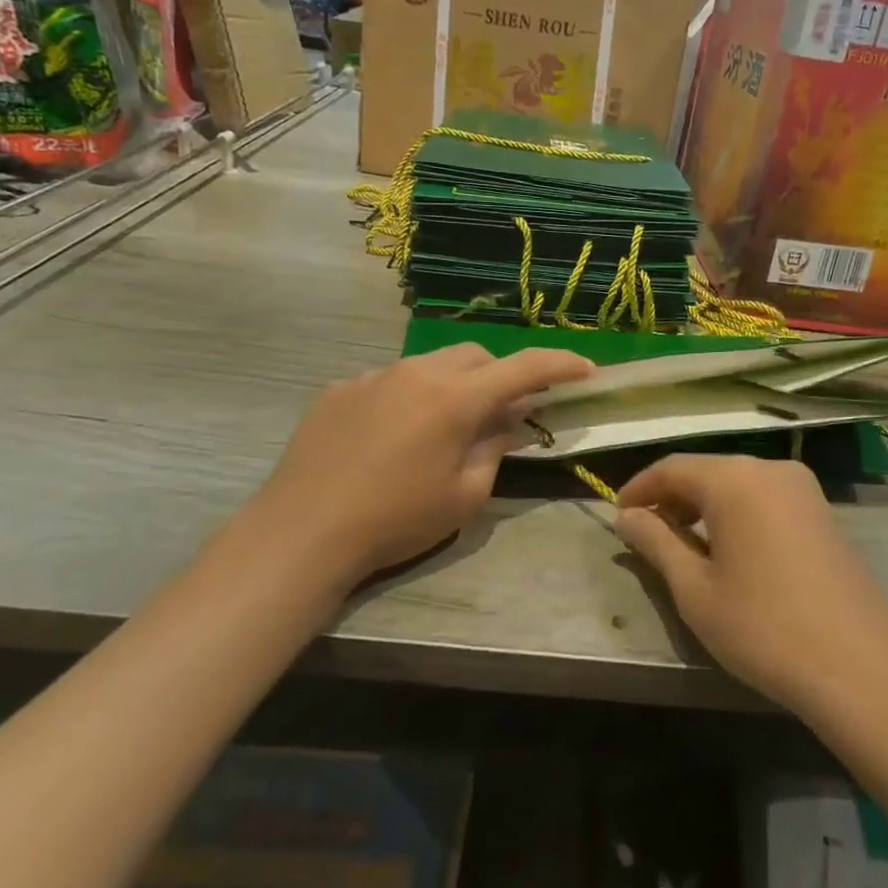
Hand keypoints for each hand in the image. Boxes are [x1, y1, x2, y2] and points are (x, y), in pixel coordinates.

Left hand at [252, 344, 591, 588]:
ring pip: (430, 365)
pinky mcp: (339, 389)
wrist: (302, 531)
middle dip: (500, 376)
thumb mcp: (463, 497)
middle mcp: (415, 372)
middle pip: (475, 356)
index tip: (585, 369)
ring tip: (444, 429)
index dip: (560, 364)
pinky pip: (389, 381)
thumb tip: (509, 422)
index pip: (522, 368)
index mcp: (454, 398)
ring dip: (453, 385)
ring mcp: (373, 376)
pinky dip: (409, 397)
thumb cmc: (395, 520)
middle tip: (505, 413)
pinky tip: (393, 438)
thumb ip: (493, 450)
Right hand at [615, 456, 887, 720]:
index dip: (639, 488)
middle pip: (707, 472)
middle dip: (672, 498)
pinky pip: (765, 500)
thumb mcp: (694, 589)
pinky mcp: (823, 514)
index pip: (673, 467)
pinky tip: (728, 551)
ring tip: (682, 546)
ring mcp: (803, 490)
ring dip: (704, 507)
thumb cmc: (763, 627)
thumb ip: (656, 543)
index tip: (617, 515)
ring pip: (737, 485)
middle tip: (645, 534)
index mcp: (735, 479)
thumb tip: (627, 517)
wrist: (861, 669)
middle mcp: (771, 469)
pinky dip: (736, 515)